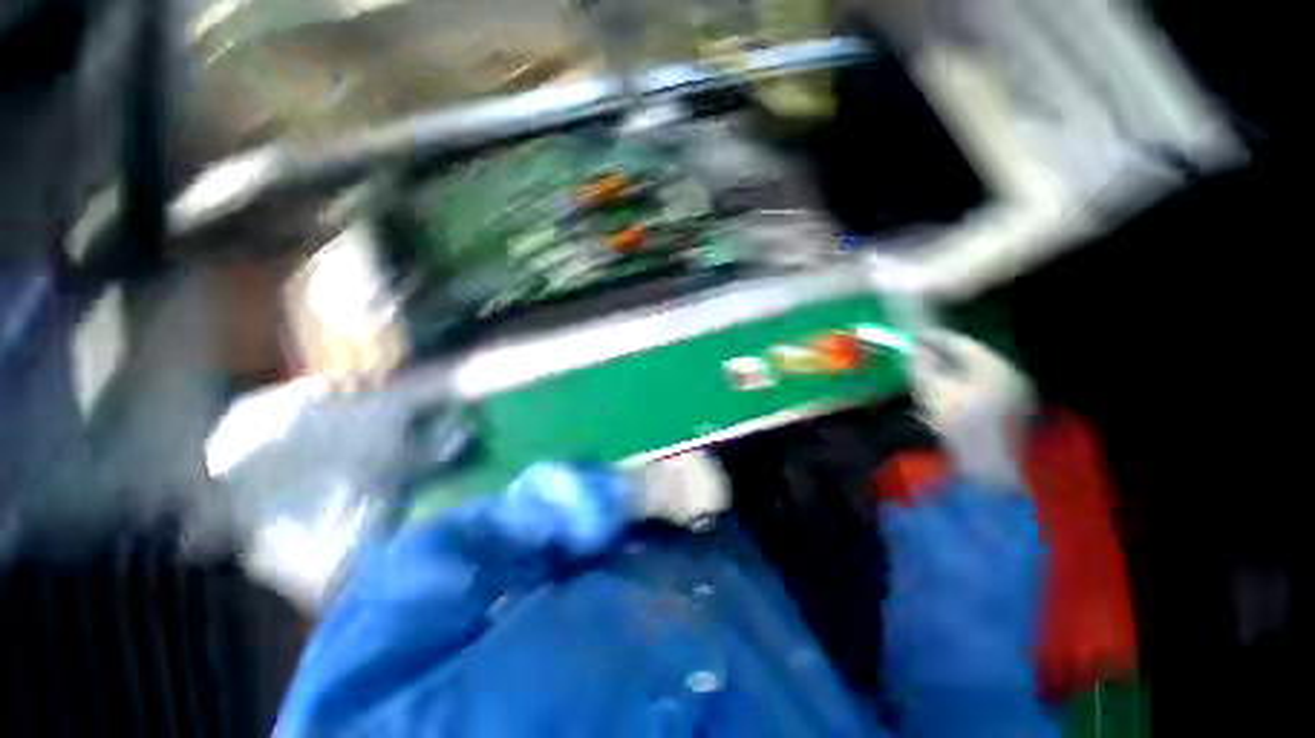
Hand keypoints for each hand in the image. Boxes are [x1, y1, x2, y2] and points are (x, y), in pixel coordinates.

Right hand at [911, 328, 1032, 489]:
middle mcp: (1009, 375)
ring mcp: (1013, 395)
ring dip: (947, 371)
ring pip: (973, 373)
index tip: (909, 336)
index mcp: (994, 366)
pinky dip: (958, 386)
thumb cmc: (958, 424)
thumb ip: (920, 365)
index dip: (931, 338)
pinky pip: (979, 389)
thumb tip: (910, 347)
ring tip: (923, 373)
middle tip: (914, 354)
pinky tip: (941, 393)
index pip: (959, 342)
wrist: (985, 469)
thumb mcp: (932, 390)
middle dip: (939, 355)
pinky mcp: (1009, 412)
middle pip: (968, 357)